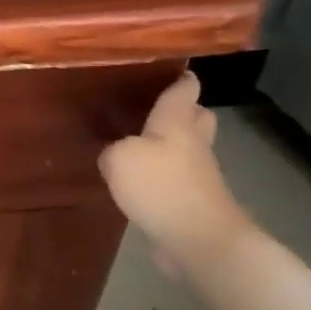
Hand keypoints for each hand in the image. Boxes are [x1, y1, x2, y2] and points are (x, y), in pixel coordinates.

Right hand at [98, 72, 252, 274]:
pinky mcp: (191, 203)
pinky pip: (175, 179)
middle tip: (153, 107)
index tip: (169, 68)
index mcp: (178, 124)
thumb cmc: (161, 187)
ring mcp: (197, 175)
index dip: (179, 77)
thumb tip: (115, 155)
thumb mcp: (120, 158)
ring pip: (186, 149)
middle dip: (183, 110)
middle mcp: (193, 144)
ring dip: (169, 145)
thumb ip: (113, 149)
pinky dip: (161, 176)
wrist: (198, 240)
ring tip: (135, 144)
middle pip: (196, 118)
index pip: (184, 90)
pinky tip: (137, 182)